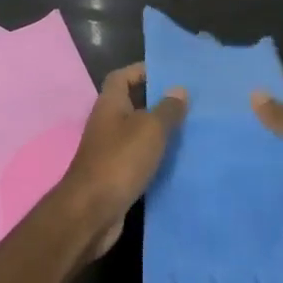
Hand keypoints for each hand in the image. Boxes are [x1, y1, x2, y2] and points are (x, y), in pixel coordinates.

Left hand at [55, 63, 187, 259]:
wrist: (92, 212)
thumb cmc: (120, 161)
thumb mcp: (150, 129)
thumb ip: (166, 109)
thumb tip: (178, 90)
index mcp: (110, 105)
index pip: (122, 76)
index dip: (142, 71)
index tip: (169, 74)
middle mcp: (107, 124)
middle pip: (132, 104)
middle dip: (157, 102)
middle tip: (188, 103)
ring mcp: (109, 151)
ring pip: (137, 133)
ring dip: (159, 132)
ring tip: (190, 129)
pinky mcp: (115, 175)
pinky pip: (139, 158)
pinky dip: (155, 157)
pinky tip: (178, 160)